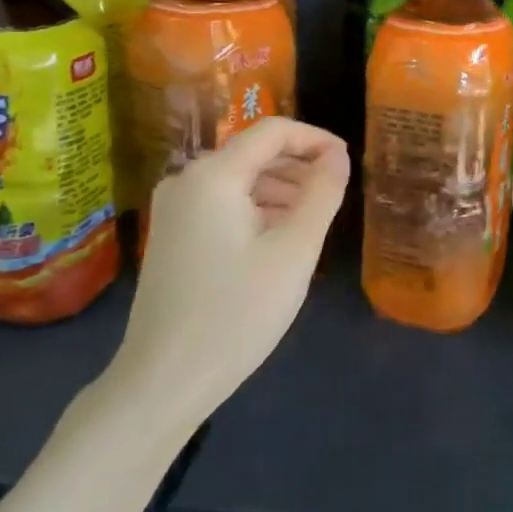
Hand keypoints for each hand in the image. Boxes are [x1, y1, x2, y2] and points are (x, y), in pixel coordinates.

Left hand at [111, 117, 349, 424]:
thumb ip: (322, 194)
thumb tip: (338, 156)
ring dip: (281, 191)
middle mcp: (186, 180)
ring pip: (240, 181)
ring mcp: (174, 209)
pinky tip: (279, 241)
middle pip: (254, 154)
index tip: (348, 162)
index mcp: (213, 175)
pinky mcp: (172, 235)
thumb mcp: (294, 250)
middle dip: (299, 168)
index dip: (316, 139)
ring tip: (313, 222)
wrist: (164, 380)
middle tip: (335, 198)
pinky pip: (223, 205)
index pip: (273, 131)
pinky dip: (257, 211)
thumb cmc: (237, 311)